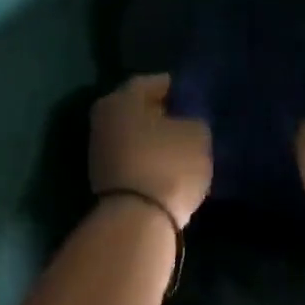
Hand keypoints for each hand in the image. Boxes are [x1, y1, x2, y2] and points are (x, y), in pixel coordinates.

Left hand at [89, 74, 211, 227]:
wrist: (137, 222)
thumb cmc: (168, 164)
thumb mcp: (197, 133)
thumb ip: (194, 119)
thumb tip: (188, 121)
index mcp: (124, 95)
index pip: (161, 82)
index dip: (185, 91)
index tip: (203, 104)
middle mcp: (105, 115)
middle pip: (145, 109)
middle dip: (169, 116)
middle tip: (196, 125)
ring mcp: (100, 149)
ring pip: (138, 135)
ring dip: (159, 141)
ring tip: (188, 150)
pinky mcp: (104, 178)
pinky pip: (135, 159)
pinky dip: (151, 161)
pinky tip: (172, 170)